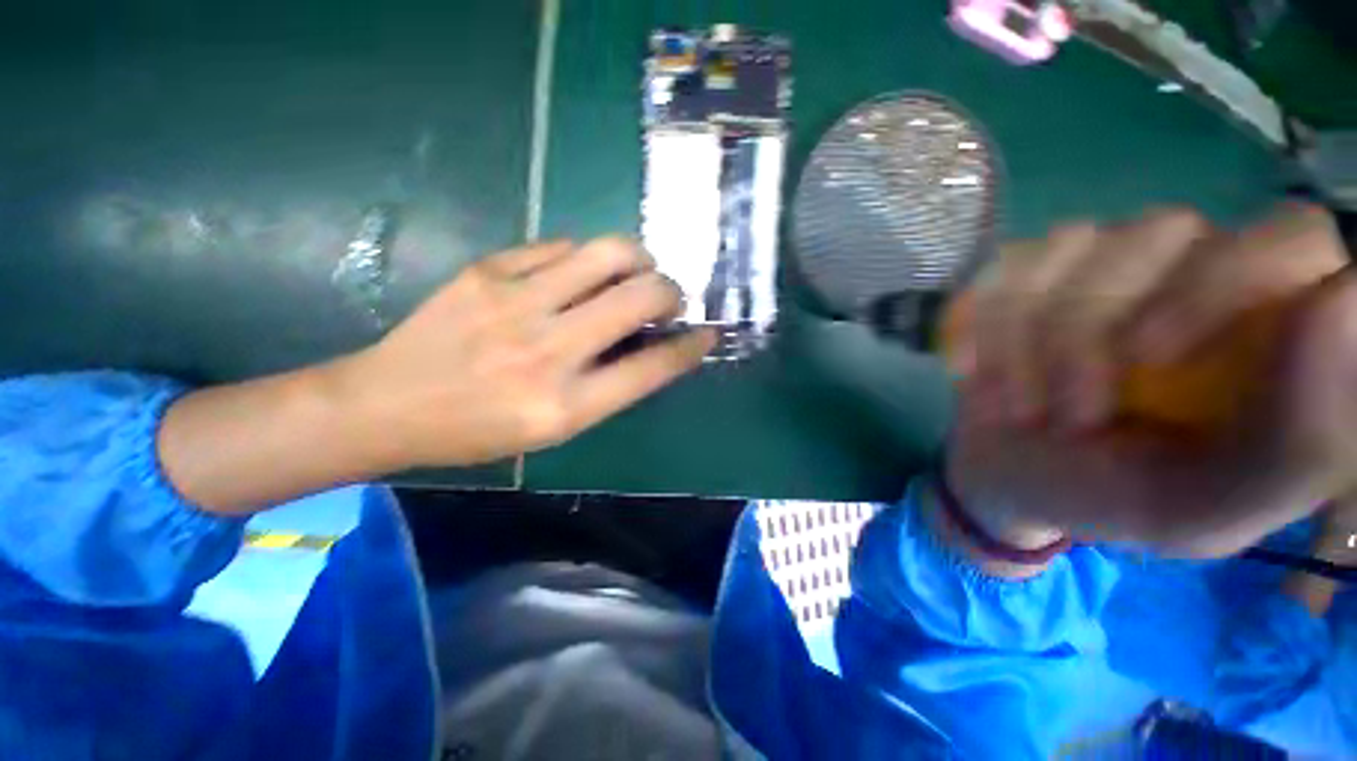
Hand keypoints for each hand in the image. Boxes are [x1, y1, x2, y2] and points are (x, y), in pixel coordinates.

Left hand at [333, 237, 713, 468]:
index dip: (691, 347)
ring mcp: (515, 302)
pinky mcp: (489, 269)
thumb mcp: (554, 428)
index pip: (653, 368)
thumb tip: (651, 344)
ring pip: (608, 252)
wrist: (387, 404)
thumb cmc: (477, 430)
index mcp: (566, 406)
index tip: (708, 333)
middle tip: (668, 298)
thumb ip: (609, 385)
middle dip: (671, 291)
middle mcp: (548, 350)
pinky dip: (587, 258)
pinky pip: (562, 247)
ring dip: (639, 259)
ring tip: (636, 272)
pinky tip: (581, 273)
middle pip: (640, 296)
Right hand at [948, 204, 1355, 556]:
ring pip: (1072, 245)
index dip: (1222, 282)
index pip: (1287, 240)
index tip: (1151, 358)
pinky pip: (1002, 268)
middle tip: (1068, 415)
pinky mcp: (1030, 270)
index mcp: (1267, 327)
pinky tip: (974, 373)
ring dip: (1028, 341)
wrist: (1011, 476)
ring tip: (1019, 408)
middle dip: (1094, 330)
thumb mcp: (1206, 510)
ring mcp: (1106, 260)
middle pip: (1163, 231)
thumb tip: (1348, 301)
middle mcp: (1196, 268)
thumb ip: (1300, 442)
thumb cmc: (1115, 498)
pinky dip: (981, 326)